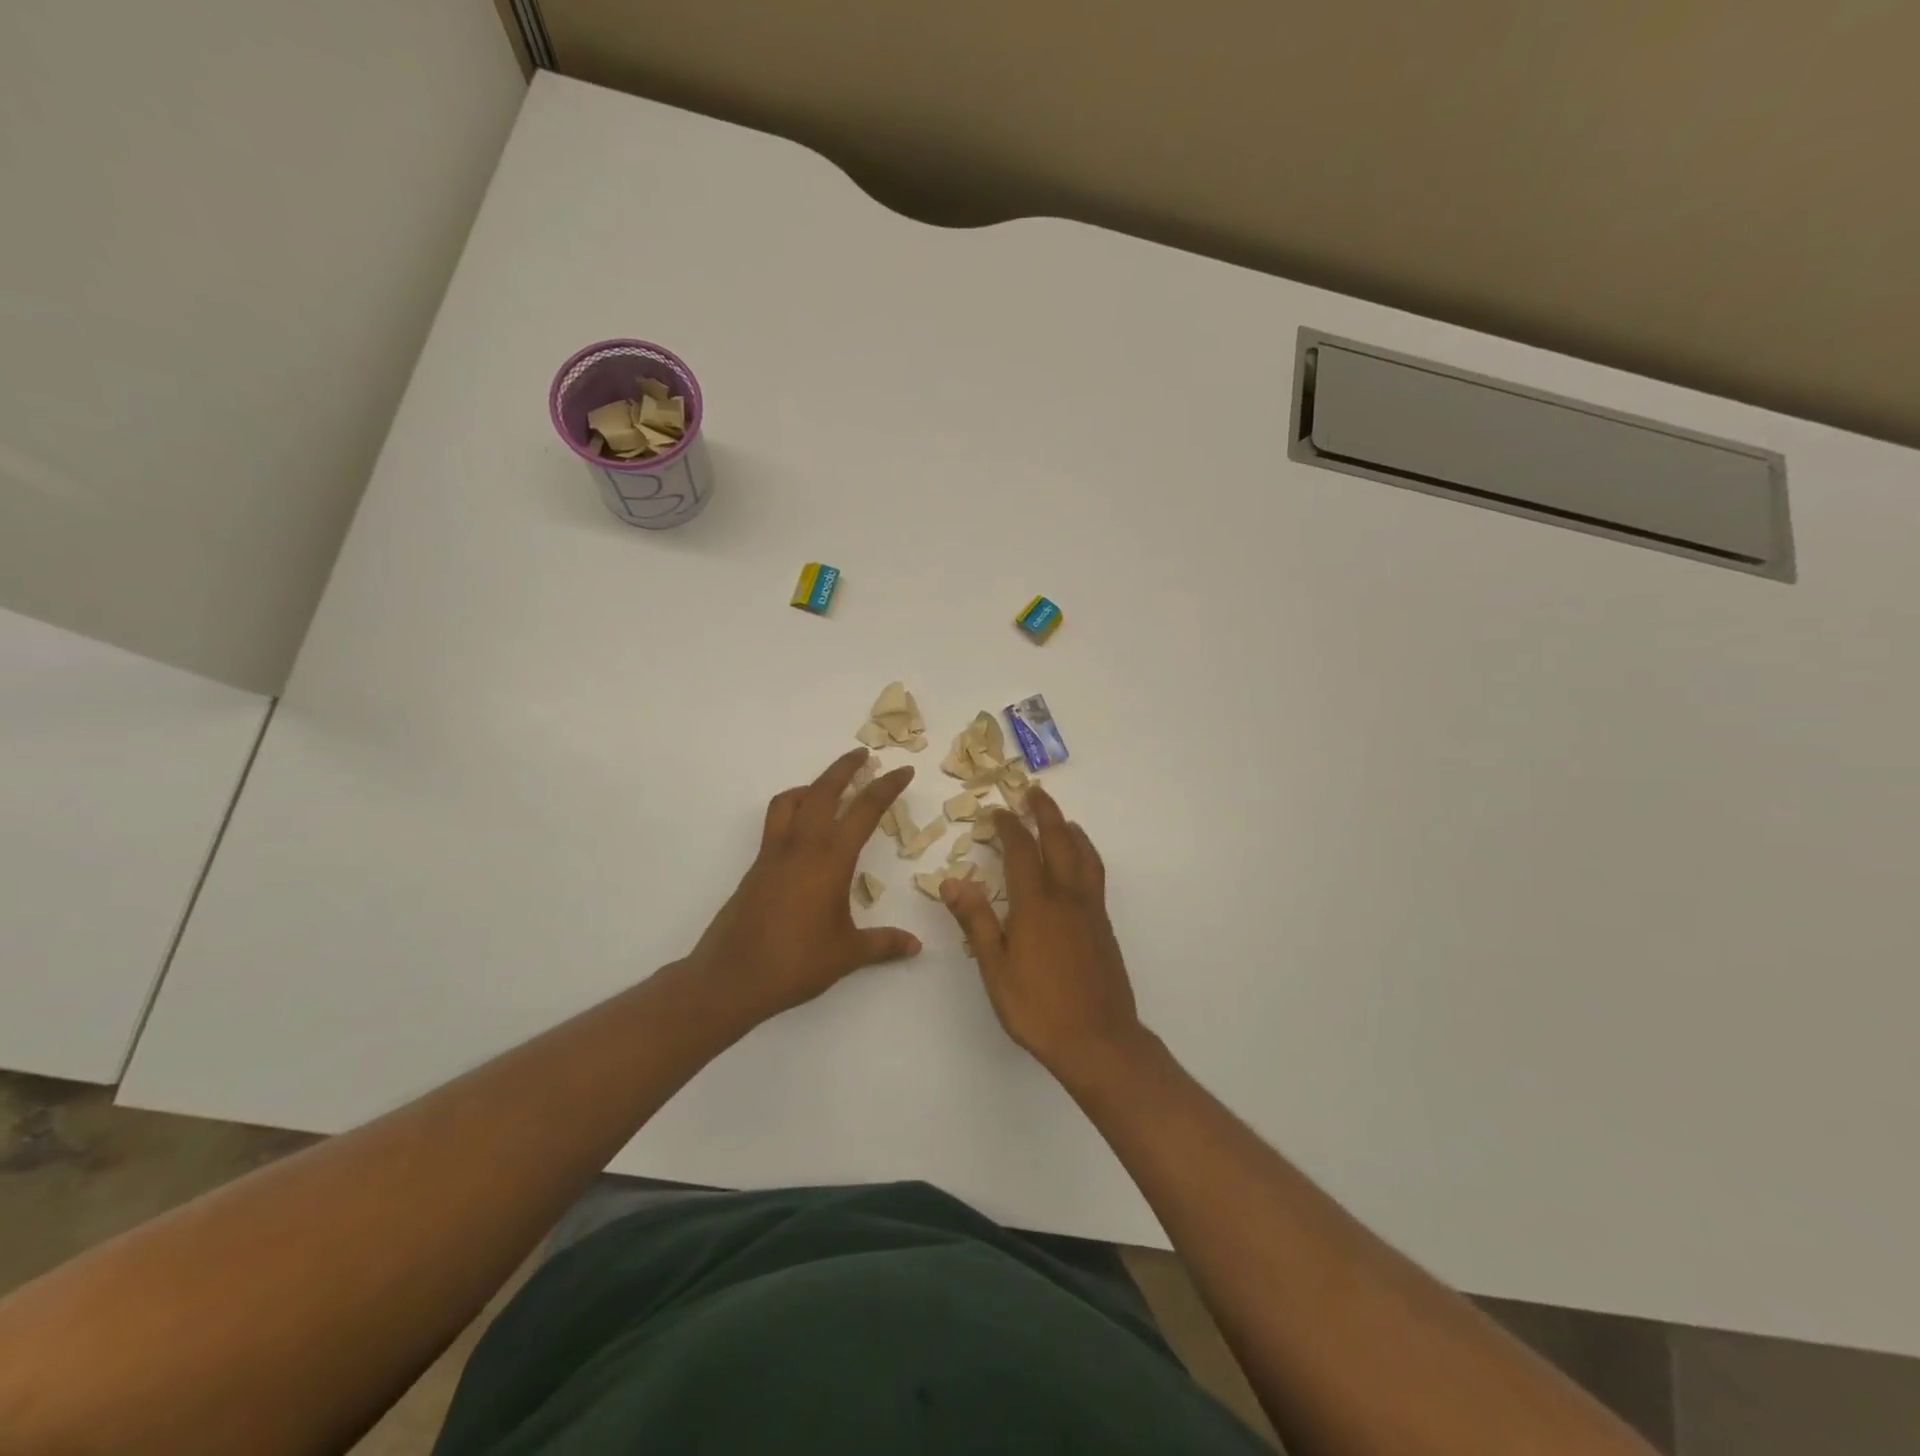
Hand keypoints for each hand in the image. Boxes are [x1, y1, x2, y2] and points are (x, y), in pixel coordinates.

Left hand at [688, 749, 921, 1024]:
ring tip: (829, 790)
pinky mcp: (757, 867)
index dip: (887, 787)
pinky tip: (804, 835)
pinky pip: (776, 822)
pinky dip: (793, 810)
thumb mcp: (848, 954)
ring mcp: (774, 854)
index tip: (903, 770)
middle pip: (823, 790)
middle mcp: (801, 845)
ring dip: (812, 786)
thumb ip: (884, 944)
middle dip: (845, 768)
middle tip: (863, 755)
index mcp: (830, 858)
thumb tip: (916, 946)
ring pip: (791, 801)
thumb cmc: (796, 962)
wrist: (731, 977)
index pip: (864, 810)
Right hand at [940, 786, 1144, 1081]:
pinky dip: (1086, 854)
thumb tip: (951, 882)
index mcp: (1035, 904)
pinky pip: (1095, 875)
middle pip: (1059, 841)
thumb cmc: (1037, 1008)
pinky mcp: (1104, 926)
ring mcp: (1090, 910)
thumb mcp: (995, 968)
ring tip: (1062, 820)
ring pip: (1084, 855)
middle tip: (1034, 793)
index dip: (1008, 827)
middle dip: (1045, 813)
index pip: (1021, 851)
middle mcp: (1066, 897)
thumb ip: (976, 921)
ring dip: (1071, 831)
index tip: (998, 811)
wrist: (1098, 1040)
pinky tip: (1081, 865)